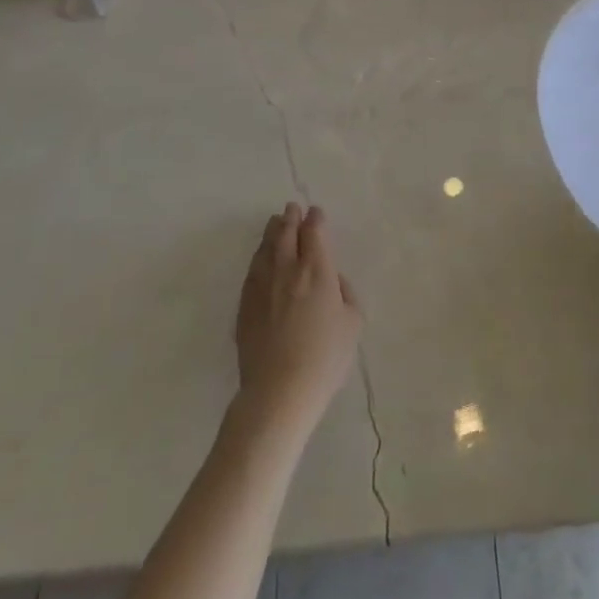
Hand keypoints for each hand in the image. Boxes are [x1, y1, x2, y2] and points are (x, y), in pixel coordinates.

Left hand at [234, 203, 362, 440]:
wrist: (279, 390)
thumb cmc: (324, 358)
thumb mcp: (353, 324)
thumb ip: (346, 294)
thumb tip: (333, 281)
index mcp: (317, 270)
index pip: (315, 233)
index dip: (316, 220)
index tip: (316, 213)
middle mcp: (288, 269)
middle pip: (287, 233)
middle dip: (291, 218)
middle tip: (292, 208)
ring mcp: (262, 286)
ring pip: (266, 248)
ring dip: (272, 232)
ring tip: (275, 222)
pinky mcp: (245, 305)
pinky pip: (252, 270)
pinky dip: (258, 257)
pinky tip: (260, 257)